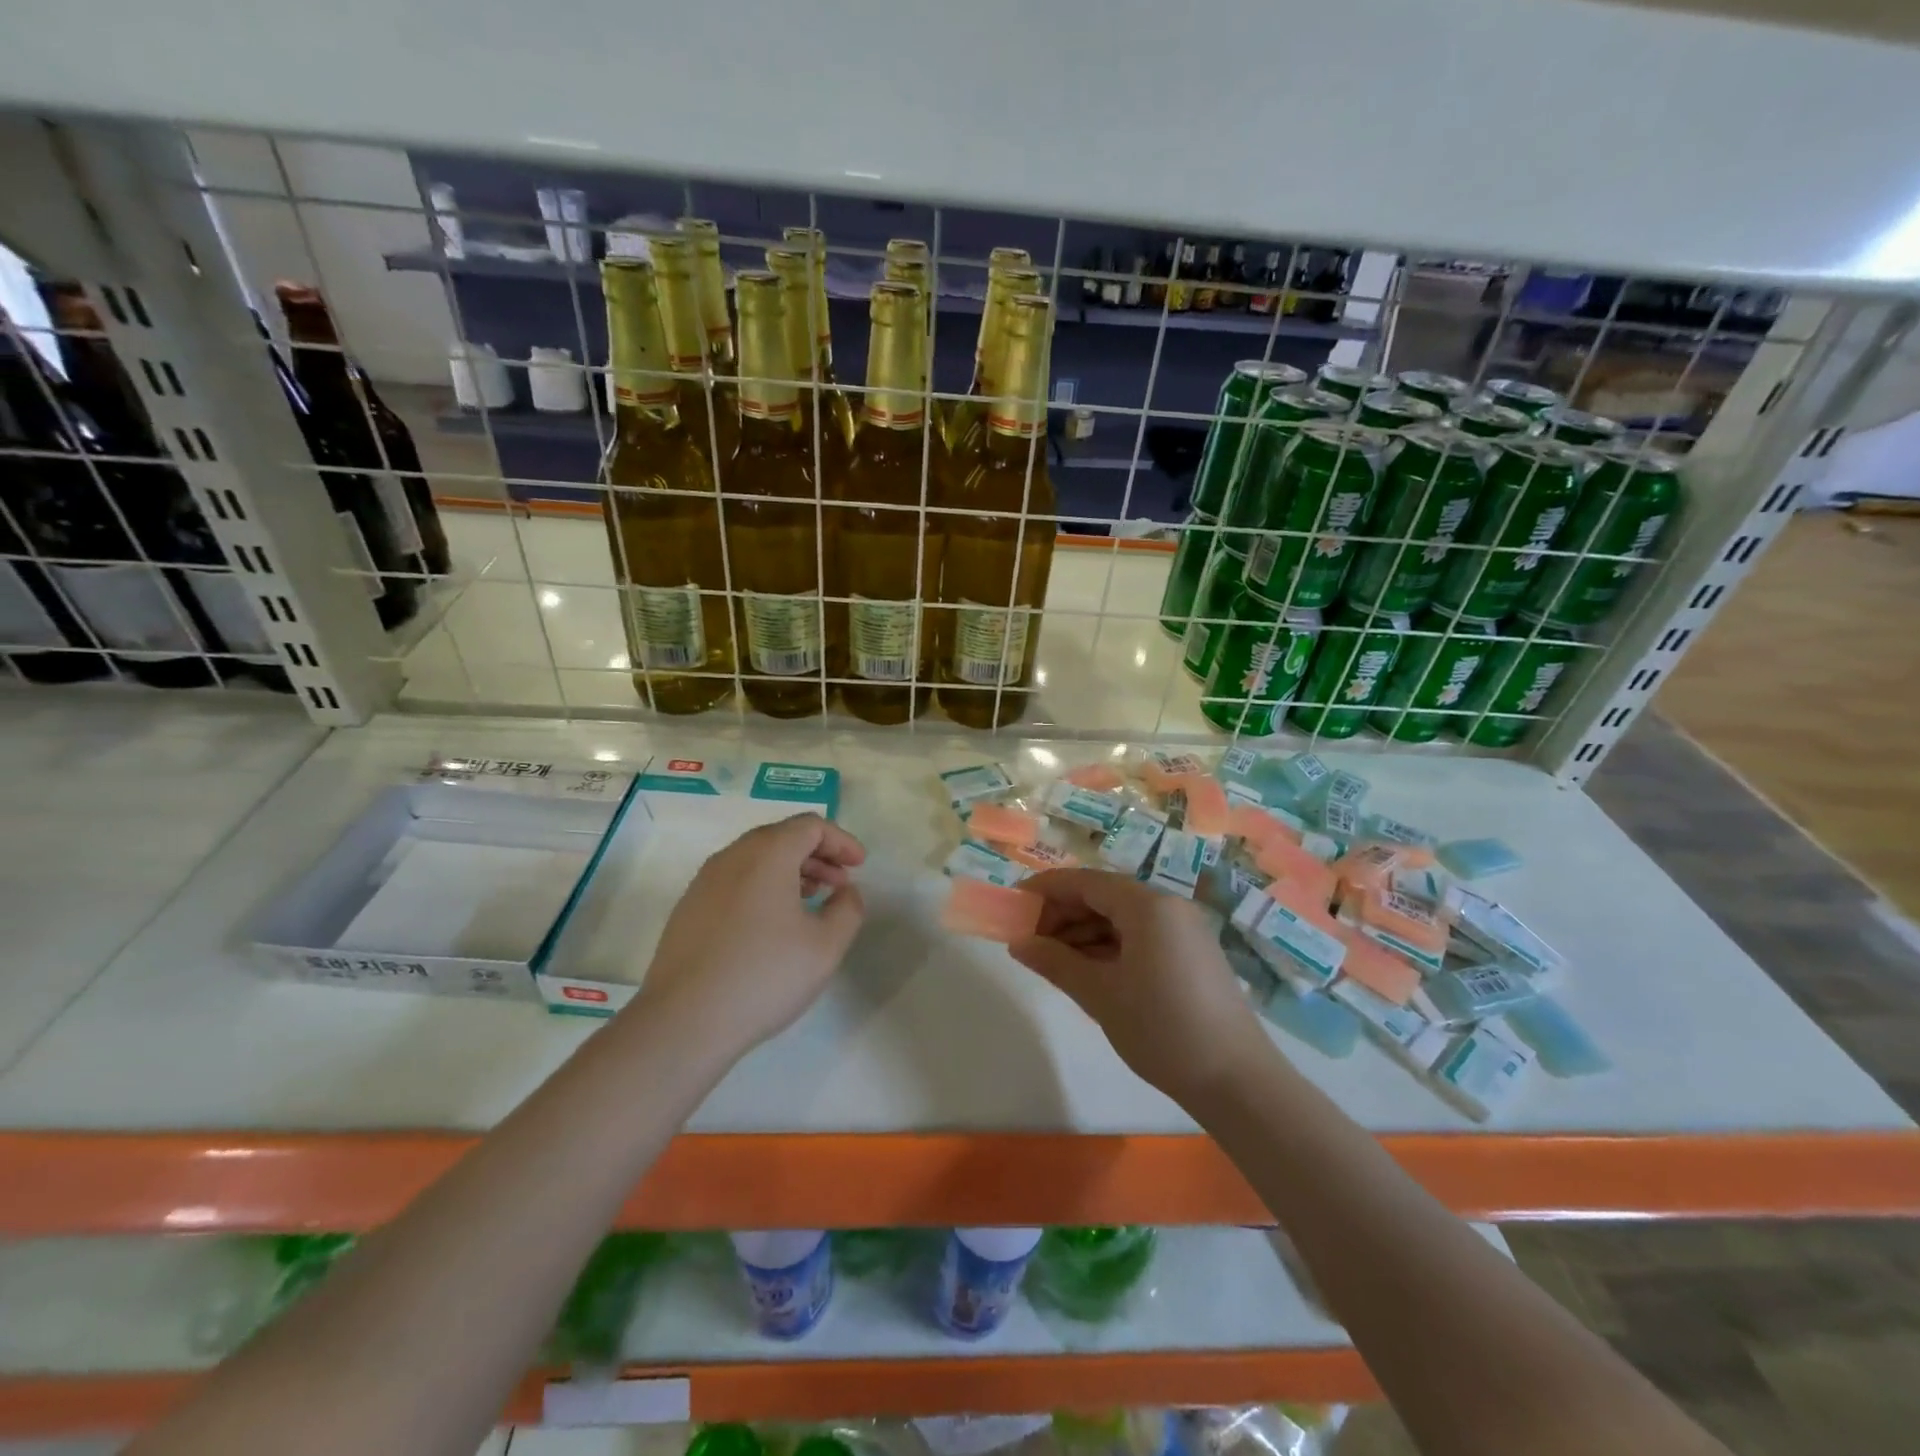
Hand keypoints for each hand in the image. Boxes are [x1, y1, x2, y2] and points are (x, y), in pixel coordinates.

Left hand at [632, 814, 866, 1061]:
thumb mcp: (826, 946)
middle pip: (782, 836)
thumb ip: (848, 909)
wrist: (683, 1021)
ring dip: (790, 871)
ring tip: (811, 902)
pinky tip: (772, 924)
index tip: (859, 866)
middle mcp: (732, 856)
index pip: (811, 826)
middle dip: (817, 855)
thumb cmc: (764, 976)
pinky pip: (735, 881)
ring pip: (756, 859)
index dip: (841, 841)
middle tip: (840, 884)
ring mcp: (704, 881)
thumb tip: (845, 891)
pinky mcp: (689, 908)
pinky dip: (763, 887)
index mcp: (767, 853)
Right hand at [1009, 868, 1273, 1107]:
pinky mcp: (1192, 955)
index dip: (1046, 889)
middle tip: (1030, 941)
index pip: (1085, 881)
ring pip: (1122, 918)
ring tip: (1053, 961)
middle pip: (1104, 896)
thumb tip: (1018, 943)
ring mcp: (1184, 930)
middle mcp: (1168, 907)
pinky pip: (1141, 936)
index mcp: (1147, 905)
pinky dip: (1110, 947)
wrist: (1236, 1080)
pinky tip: (1089, 972)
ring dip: (1085, 933)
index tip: (1014, 903)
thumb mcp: (1100, 994)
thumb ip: (1055, 962)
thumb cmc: (1161, 1028)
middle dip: (1064, 914)